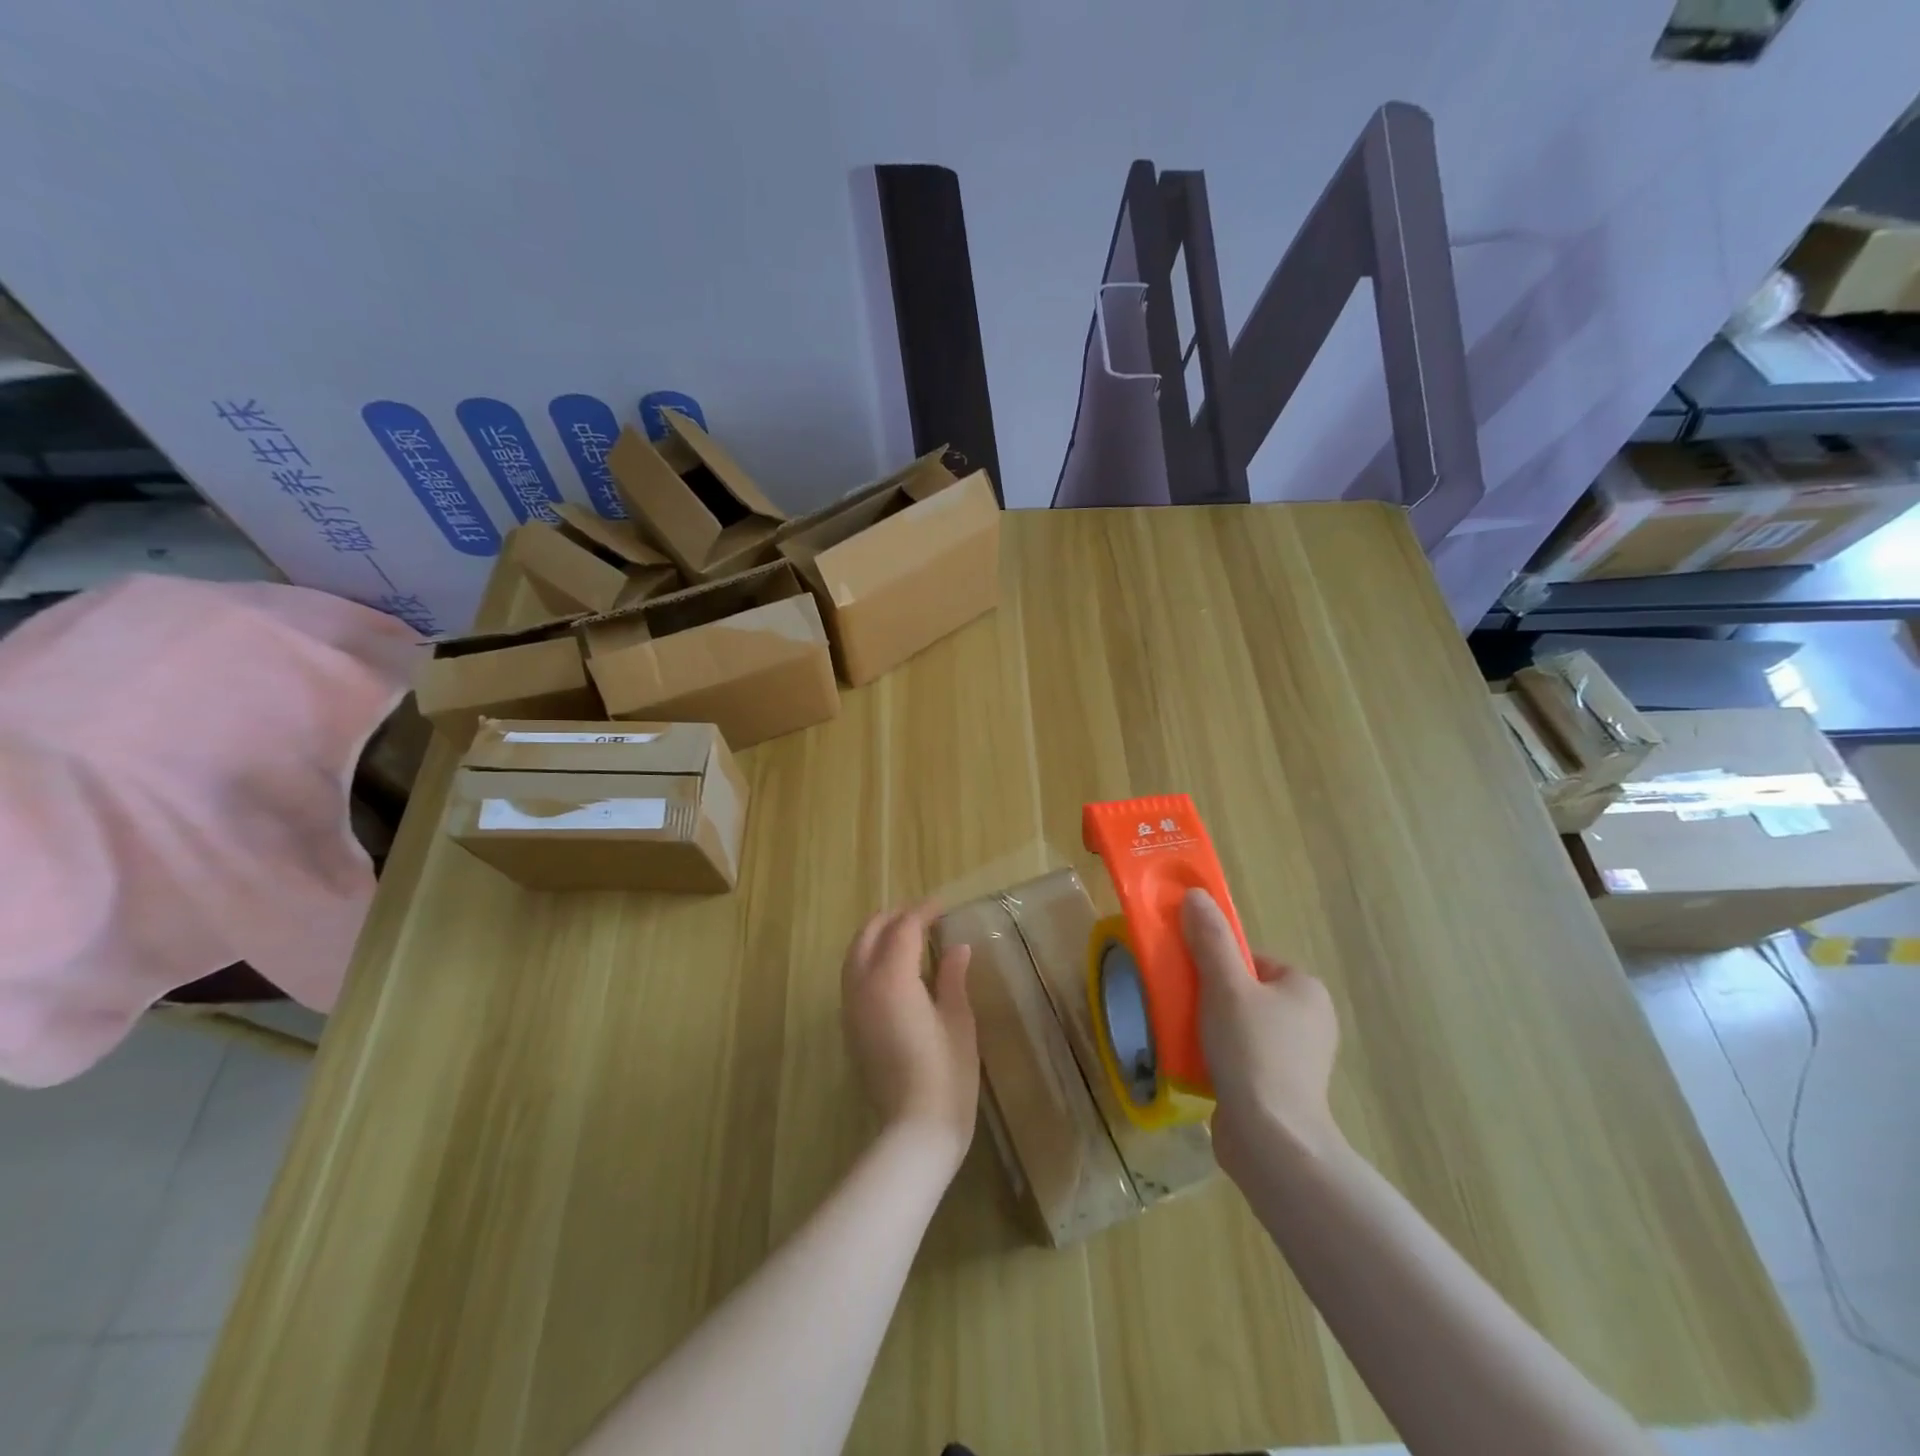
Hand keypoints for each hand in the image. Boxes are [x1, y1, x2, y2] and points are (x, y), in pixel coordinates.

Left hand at [841, 901, 978, 1172]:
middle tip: (922, 915)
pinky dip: (868, 959)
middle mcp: (863, 986)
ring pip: (854, 955)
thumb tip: (957, 948)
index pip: (904, 929)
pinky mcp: (850, 1027)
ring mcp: (852, 1007)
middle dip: (892, 918)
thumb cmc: (947, 1073)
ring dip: (876, 936)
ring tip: (905, 935)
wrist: (915, 1129)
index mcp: (892, 979)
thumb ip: (952, 977)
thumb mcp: (959, 1020)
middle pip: (869, 935)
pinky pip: (852, 977)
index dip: (923, 912)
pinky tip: (891, 968)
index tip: (942, 906)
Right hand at [1181, 888, 1342, 1181]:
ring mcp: (1298, 1060)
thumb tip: (1196, 895)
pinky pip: (1243, 1059)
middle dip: (1210, 997)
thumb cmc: (1252, 1051)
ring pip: (1241, 1026)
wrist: (1271, 1141)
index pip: (1253, 960)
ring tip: (1184, 1037)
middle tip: (1182, 1006)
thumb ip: (1210, 939)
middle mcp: (1310, 1021)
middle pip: (1244, 992)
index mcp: (1306, 989)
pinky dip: (1219, 1058)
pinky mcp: (1282, 1091)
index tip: (1192, 978)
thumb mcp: (1225, 985)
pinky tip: (1197, 1067)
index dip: (1218, 963)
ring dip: (1211, 1029)